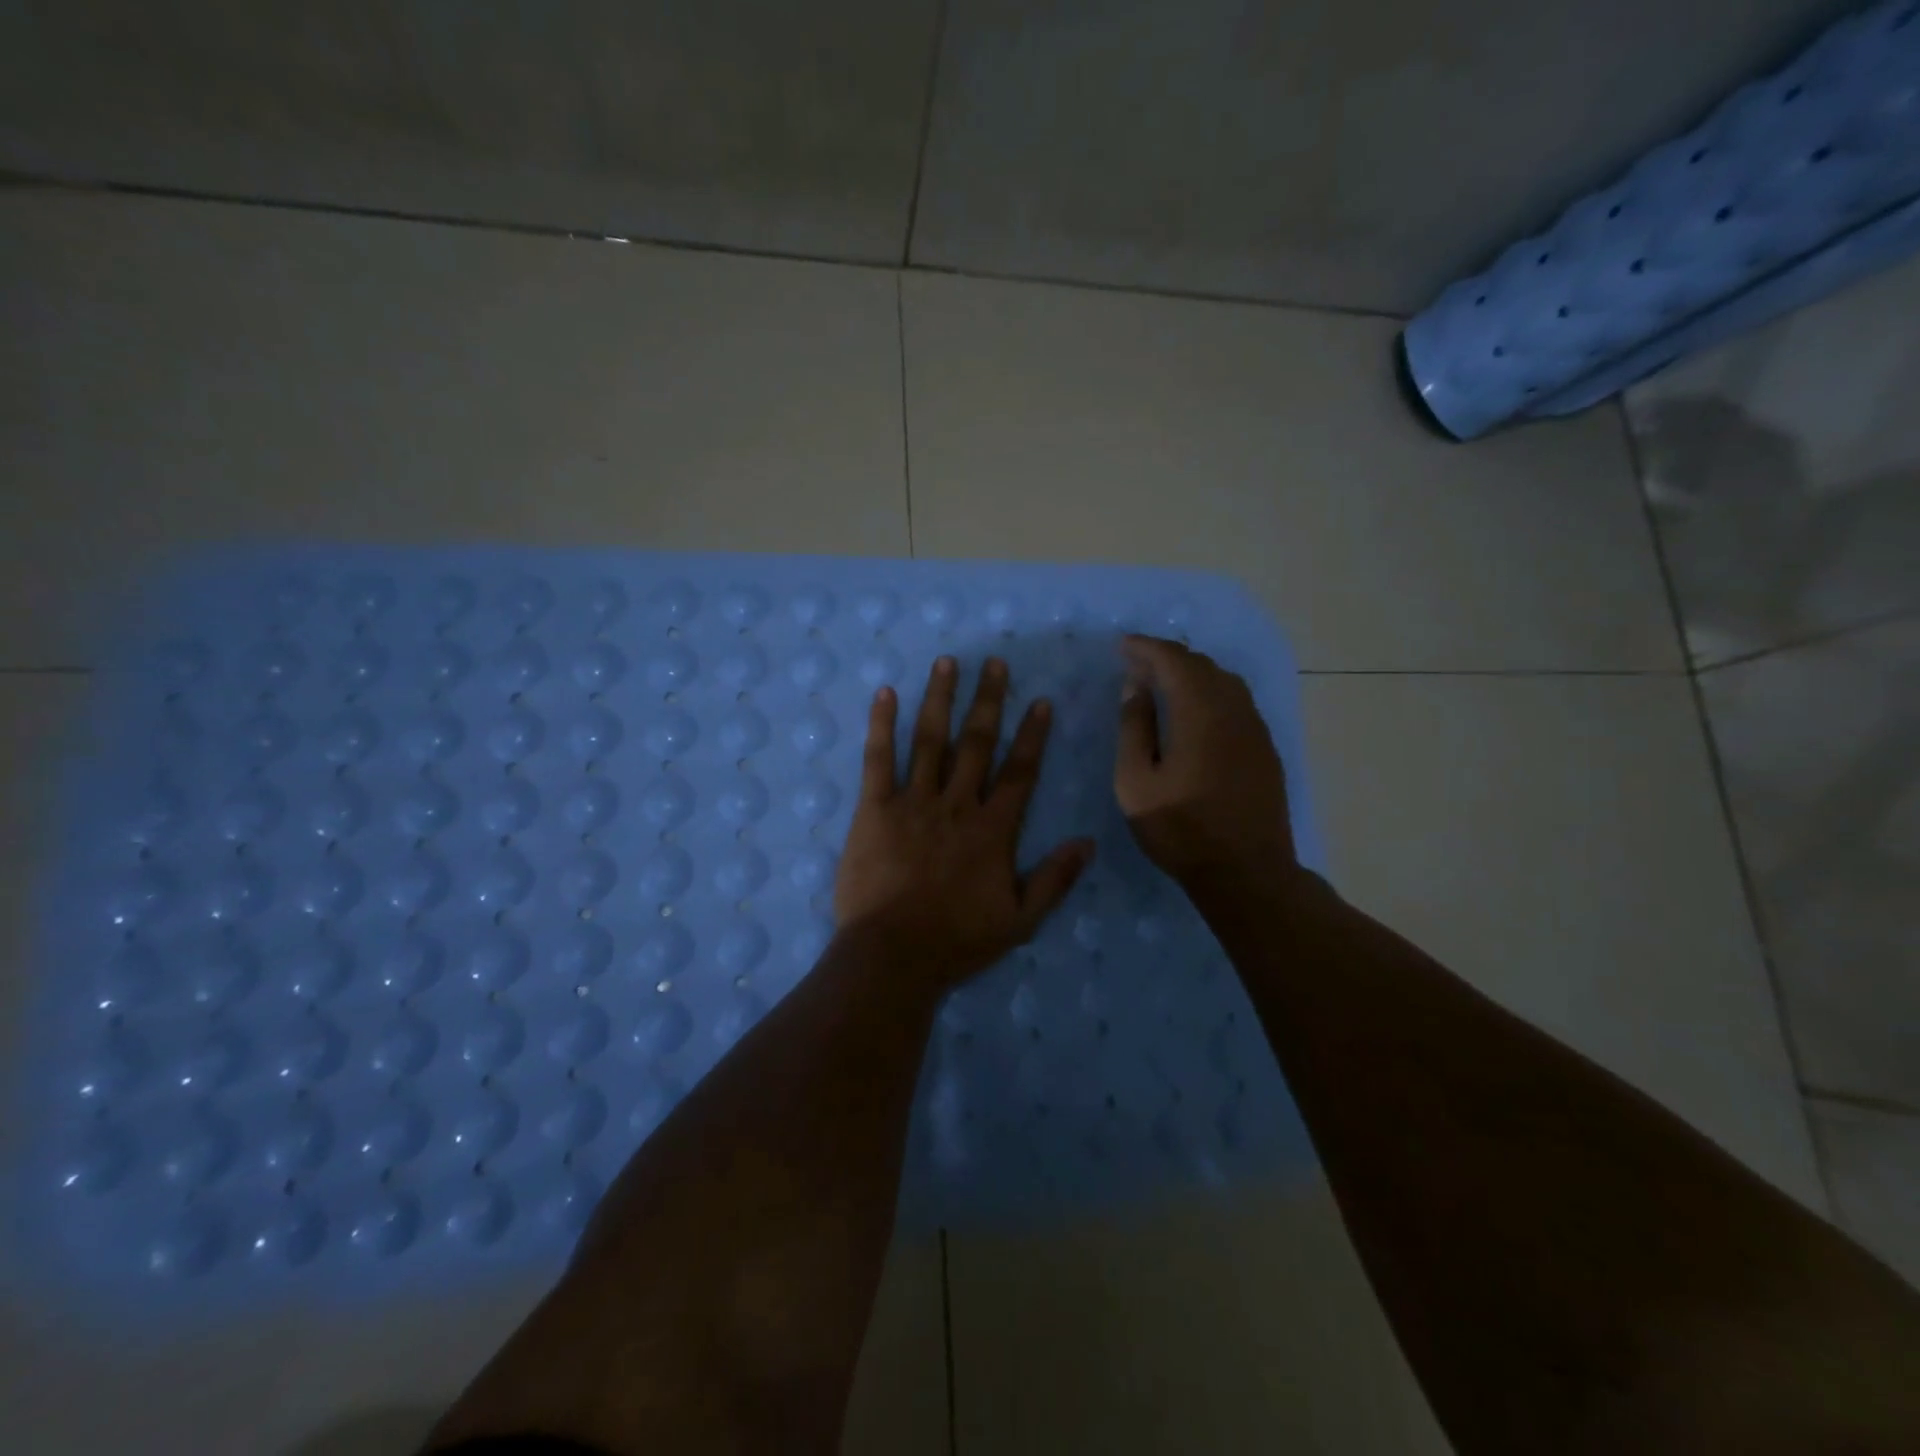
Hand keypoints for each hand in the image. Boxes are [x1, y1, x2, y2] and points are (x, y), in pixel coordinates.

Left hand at [834, 656, 1093, 988]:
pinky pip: (878, 759)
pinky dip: (881, 725)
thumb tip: (1087, 843)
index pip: (1019, 771)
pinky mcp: (874, 808)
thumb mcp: (1021, 920)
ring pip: (930, 740)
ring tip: (947, 663)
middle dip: (988, 700)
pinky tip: (884, 693)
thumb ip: (1055, 879)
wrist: (893, 955)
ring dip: (940, 698)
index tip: (1039, 701)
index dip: (1031, 735)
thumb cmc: (957, 941)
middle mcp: (957, 804)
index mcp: (993, 829)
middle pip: (976, 743)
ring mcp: (914, 802)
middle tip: (994, 662)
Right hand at [1114, 635, 1295, 884]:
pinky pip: (1237, 702)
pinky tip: (1196, 713)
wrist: (1247, 872)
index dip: (1146, 647)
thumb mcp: (1136, 783)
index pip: (1173, 660)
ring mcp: (1255, 728)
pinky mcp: (1265, 748)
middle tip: (1136, 665)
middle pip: (1201, 664)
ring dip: (1191, 674)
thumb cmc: (1181, 829)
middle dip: (1167, 657)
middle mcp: (1233, 709)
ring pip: (1224, 681)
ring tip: (1163, 684)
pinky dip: (1211, 693)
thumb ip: (1134, 728)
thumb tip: (1135, 688)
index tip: (1122, 646)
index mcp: (1199, 712)